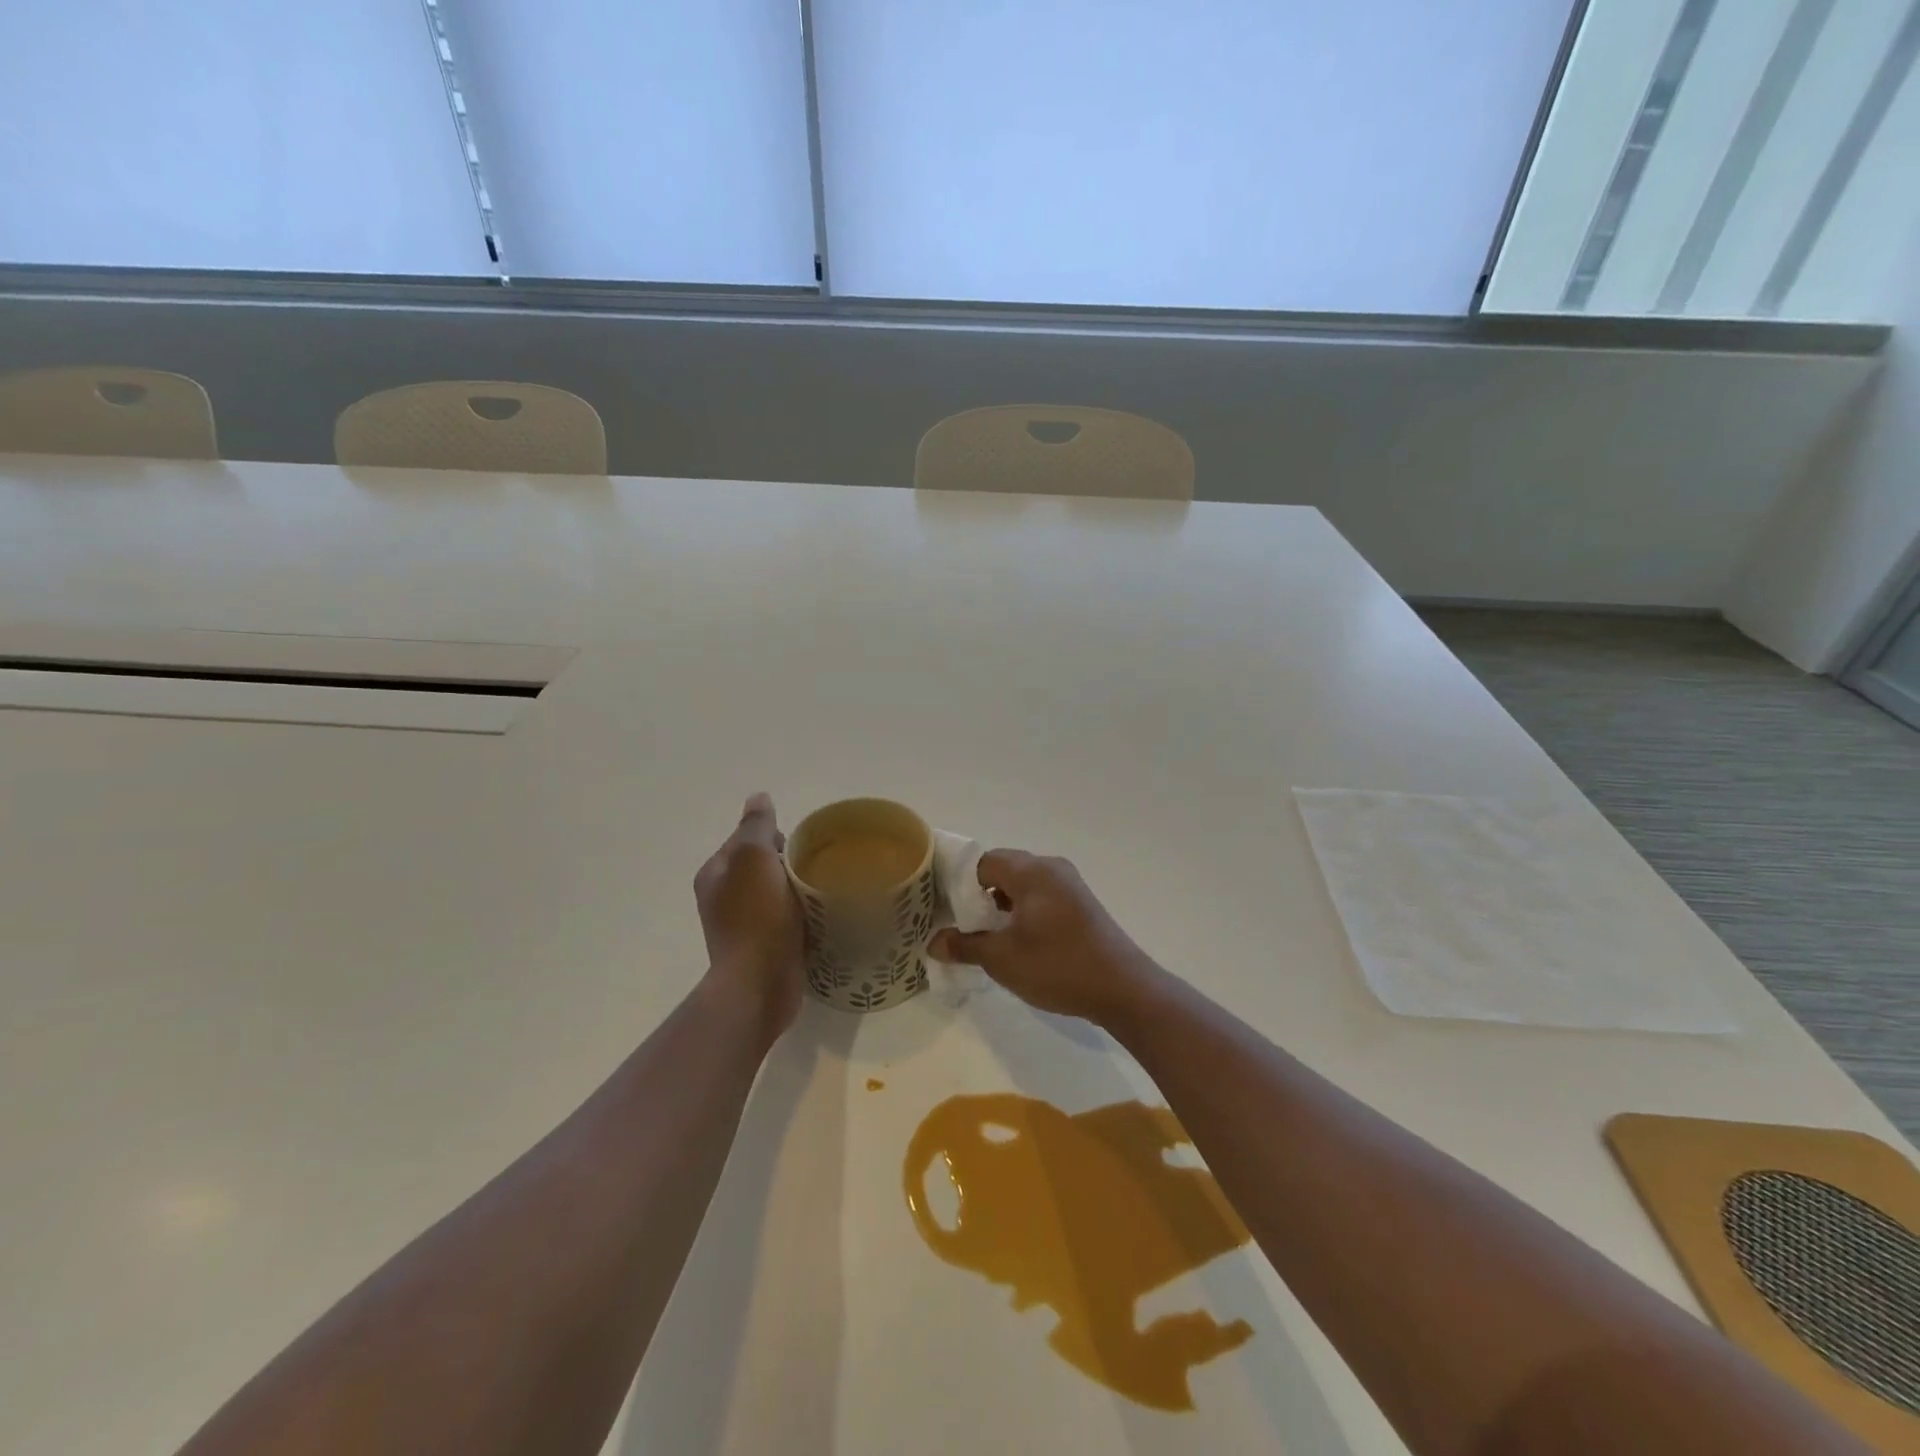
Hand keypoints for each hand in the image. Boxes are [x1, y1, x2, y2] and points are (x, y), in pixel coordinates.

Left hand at [694, 793, 804, 1043]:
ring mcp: (741, 926)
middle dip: (789, 863)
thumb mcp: (755, 859)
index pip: (747, 839)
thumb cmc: (756, 918)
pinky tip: (821, 918)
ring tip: (826, 891)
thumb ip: (756, 826)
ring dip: (798, 891)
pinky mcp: (762, 949)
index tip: (804, 845)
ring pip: (776, 894)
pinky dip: (801, 916)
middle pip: (763, 866)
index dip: (776, 836)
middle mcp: (722, 898)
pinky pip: (785, 920)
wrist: (759, 984)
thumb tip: (758, 797)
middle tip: (820, 867)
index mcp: (715, 873)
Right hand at [929, 850, 1159, 1029]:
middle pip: (1003, 869)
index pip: (982, 862)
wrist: (1123, 988)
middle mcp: (1051, 868)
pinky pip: (1041, 896)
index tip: (943, 909)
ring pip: (1023, 884)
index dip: (959, 883)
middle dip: (978, 895)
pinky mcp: (1081, 904)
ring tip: (984, 935)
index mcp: (1031, 871)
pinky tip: (1016, 940)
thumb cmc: (1058, 966)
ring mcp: (1070, 885)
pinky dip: (1023, 911)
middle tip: (960, 924)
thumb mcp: (1002, 959)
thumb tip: (934, 942)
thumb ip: (965, 946)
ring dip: (1001, 905)